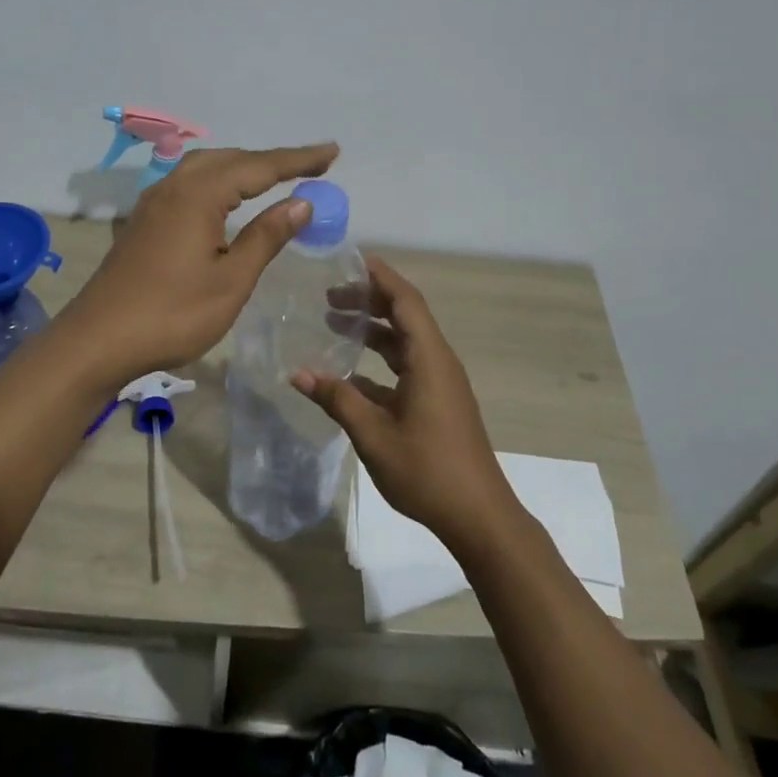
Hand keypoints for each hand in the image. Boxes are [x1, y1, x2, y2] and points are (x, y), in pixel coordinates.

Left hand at [60, 143, 338, 383]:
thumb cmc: (172, 314)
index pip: (259, 167)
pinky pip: (188, 183)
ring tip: (274, 176)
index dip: (298, 160)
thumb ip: (266, 236)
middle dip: (272, 160)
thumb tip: (301, 201)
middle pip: (230, 159)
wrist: (98, 340)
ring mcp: (154, 202)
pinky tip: (225, 199)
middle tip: (311, 165)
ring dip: (242, 167)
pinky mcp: (144, 221)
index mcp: (199, 195)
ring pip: (205, 168)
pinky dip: (217, 181)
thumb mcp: (231, 279)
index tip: (332, 151)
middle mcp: (174, 186)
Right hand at [294, 257, 514, 553]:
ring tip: (336, 323)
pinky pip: (407, 366)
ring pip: (405, 342)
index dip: (380, 277)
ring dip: (374, 330)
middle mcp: (438, 362)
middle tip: (331, 295)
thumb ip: (337, 399)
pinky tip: (350, 374)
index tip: (352, 260)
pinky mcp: (439, 403)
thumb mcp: (374, 434)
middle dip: (370, 300)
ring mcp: (441, 384)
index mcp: (429, 359)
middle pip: (405, 316)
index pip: (406, 301)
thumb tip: (298, 373)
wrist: (478, 516)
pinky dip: (380, 360)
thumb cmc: (427, 470)